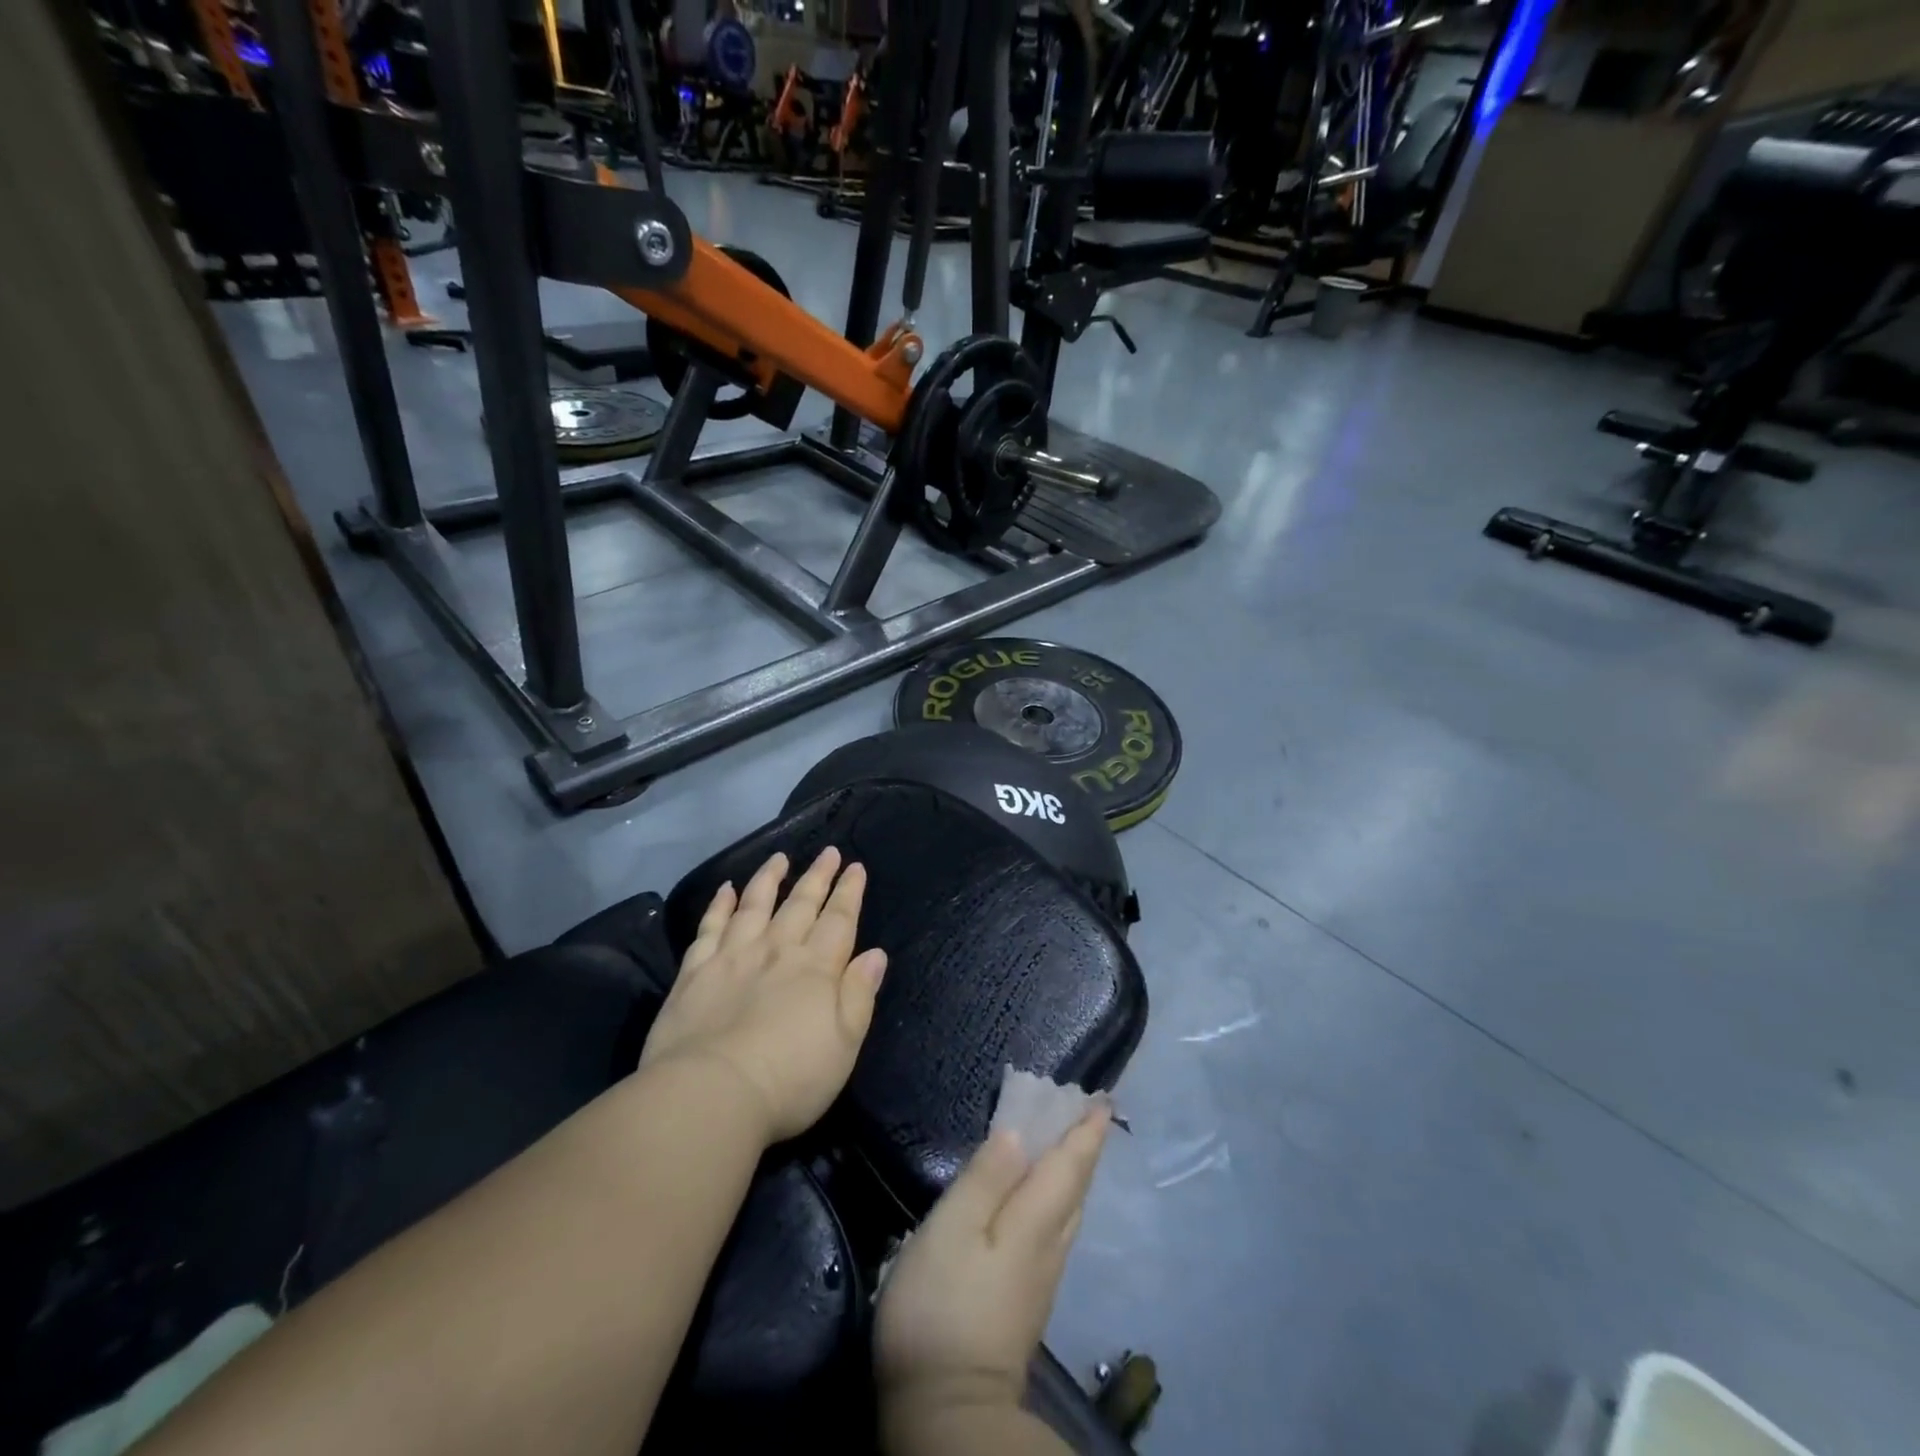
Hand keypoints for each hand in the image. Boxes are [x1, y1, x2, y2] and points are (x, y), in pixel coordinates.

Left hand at [640, 848, 887, 1144]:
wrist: (710, 1095)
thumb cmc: (790, 1078)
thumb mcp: (844, 1044)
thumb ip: (859, 995)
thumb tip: (875, 954)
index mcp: (816, 969)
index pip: (839, 920)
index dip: (849, 892)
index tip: (855, 866)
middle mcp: (777, 951)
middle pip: (801, 905)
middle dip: (818, 877)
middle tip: (829, 852)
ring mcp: (733, 957)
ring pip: (755, 905)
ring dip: (769, 879)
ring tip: (779, 858)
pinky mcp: (695, 972)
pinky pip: (710, 928)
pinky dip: (719, 905)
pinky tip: (725, 890)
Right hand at [874, 1105, 1111, 1426]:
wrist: (948, 1411)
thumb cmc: (942, 1306)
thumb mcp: (952, 1229)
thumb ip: (986, 1178)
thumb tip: (1018, 1132)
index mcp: (1034, 1222)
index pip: (1070, 1165)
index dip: (1087, 1130)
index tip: (1105, 1099)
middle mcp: (1049, 1248)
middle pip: (1076, 1187)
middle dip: (1084, 1147)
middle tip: (1088, 1111)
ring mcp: (1041, 1279)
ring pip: (1069, 1212)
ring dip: (1073, 1172)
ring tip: (1068, 1145)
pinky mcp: (1027, 1300)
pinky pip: (1055, 1230)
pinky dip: (1057, 1198)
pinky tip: (1040, 1200)